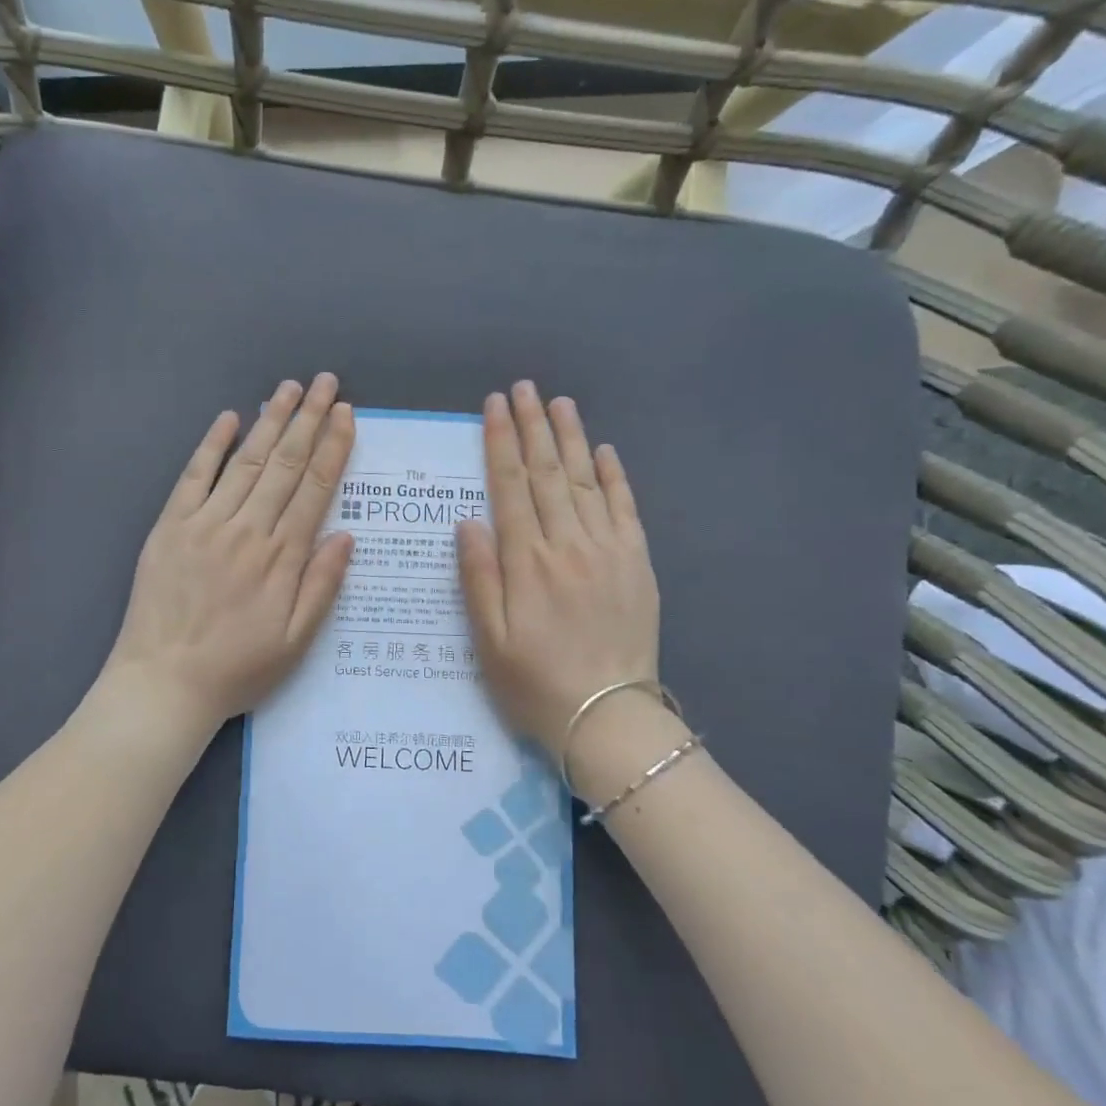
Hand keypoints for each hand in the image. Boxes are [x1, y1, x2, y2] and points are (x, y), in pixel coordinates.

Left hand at [104, 375, 354, 736]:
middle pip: (285, 463)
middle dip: (309, 419)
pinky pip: (194, 476)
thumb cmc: (237, 669)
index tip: (346, 414)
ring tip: (289, 388)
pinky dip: (211, 445)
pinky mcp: (170, 526)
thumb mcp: (296, 642)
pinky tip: (228, 418)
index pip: (315, 488)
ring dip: (270, 421)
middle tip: (326, 382)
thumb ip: (322, 586)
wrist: (163, 684)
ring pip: (245, 461)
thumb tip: (346, 536)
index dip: (334, 447)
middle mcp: (248, 529)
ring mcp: (206, 523)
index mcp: (282, 558)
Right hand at [456, 382, 661, 756]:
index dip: (499, 443)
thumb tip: (468, 521)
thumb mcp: (488, 639)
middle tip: (523, 388)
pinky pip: (625, 508)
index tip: (493, 407)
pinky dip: (614, 476)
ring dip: (571, 438)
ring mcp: (608, 550)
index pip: (509, 487)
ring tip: (559, 402)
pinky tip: (604, 450)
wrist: (607, 716)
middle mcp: (567, 544)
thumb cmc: (534, 681)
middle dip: (532, 426)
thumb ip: (478, 576)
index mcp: (526, 561)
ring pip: (586, 480)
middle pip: (547, 473)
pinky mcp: (637, 562)